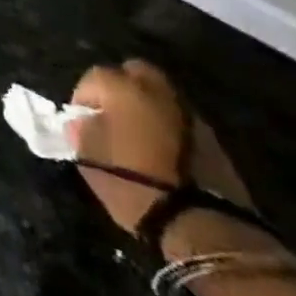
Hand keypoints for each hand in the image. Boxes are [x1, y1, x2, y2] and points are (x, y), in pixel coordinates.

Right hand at [69, 59, 258, 248]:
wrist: (200, 224)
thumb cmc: (132, 183)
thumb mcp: (89, 157)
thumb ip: (81, 130)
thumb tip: (81, 122)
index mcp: (123, 90)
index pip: (95, 77)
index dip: (84, 96)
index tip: (81, 119)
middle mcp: (158, 92)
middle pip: (136, 72)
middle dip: (122, 86)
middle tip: (112, 113)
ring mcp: (190, 114)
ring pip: (162, 95)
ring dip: (148, 106)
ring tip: (139, 133)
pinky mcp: (214, 139)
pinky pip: (181, 120)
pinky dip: (169, 126)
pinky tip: (162, 149)